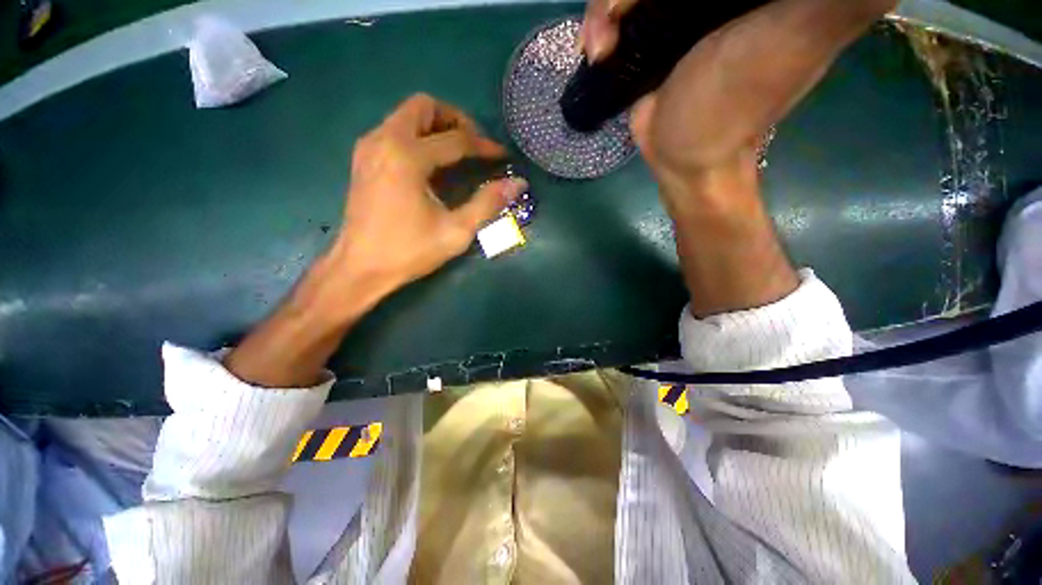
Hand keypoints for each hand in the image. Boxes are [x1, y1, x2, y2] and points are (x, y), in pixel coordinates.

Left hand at [331, 93, 527, 304]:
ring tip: (458, 153)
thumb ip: (487, 203)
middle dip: (455, 120)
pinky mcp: (364, 159)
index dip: (484, 146)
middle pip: (424, 106)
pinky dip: (418, 136)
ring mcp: (369, 147)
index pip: (456, 139)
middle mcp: (384, 140)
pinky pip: (395, 131)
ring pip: (406, 115)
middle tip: (475, 145)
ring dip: (436, 126)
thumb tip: (518, 183)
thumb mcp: (455, 231)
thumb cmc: (408, 251)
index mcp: (407, 156)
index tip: (503, 156)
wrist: (359, 268)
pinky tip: (432, 165)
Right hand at [581, 0, 893, 315]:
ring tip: (603, 48)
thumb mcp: (799, 33)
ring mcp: (679, 4)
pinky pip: (619, 9)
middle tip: (622, 19)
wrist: (683, 156)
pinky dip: (601, 24)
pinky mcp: (651, 28)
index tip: (667, 2)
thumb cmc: (734, 104)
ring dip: (608, 6)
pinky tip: (598, 53)